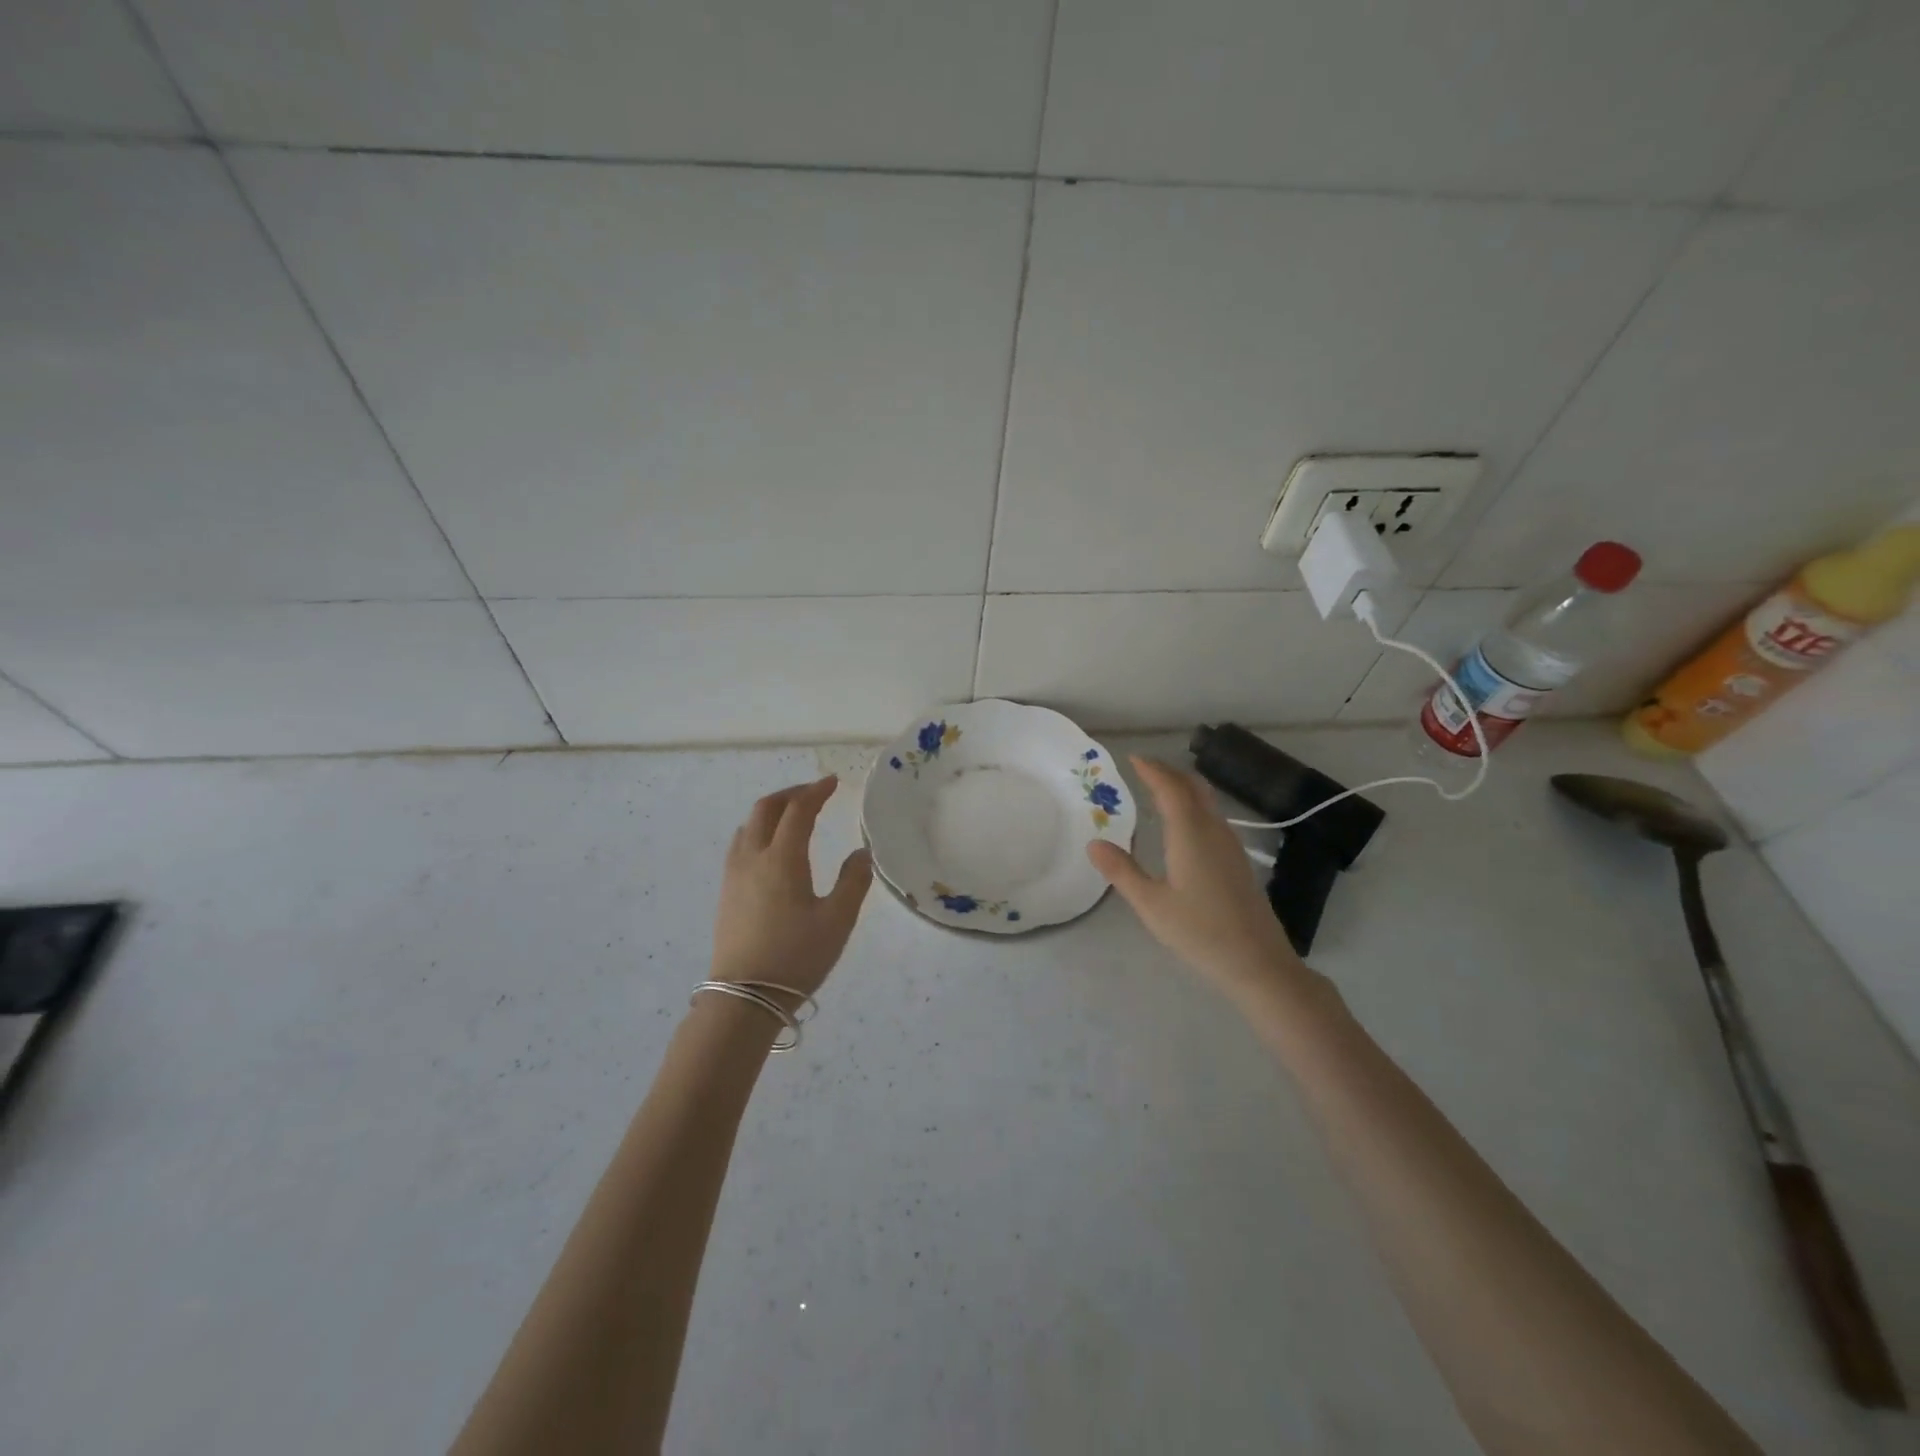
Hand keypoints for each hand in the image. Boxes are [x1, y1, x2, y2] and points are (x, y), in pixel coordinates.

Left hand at [711, 776, 871, 996]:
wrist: (744, 997)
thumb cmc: (796, 957)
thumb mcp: (837, 920)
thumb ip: (853, 881)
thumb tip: (861, 853)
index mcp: (782, 858)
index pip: (798, 810)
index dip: (816, 791)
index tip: (832, 782)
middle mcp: (753, 857)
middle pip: (765, 809)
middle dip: (791, 794)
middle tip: (814, 793)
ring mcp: (734, 875)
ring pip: (748, 825)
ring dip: (771, 811)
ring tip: (793, 816)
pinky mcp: (726, 892)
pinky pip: (740, 844)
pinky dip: (758, 830)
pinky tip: (771, 848)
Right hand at [1088, 756, 1310, 1004]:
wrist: (1258, 962)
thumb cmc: (1200, 933)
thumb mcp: (1151, 905)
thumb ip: (1122, 871)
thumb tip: (1094, 842)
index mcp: (1190, 834)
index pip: (1170, 788)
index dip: (1152, 769)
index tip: (1132, 758)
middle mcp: (1213, 830)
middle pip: (1193, 787)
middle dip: (1168, 772)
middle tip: (1143, 769)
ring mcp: (1230, 845)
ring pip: (1207, 800)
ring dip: (1183, 787)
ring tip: (1159, 789)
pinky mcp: (1238, 860)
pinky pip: (1213, 816)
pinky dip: (1193, 805)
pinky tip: (1183, 824)